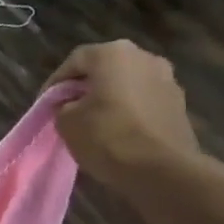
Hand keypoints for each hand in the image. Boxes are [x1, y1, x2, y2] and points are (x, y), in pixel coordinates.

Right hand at [46, 41, 201, 188]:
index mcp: (114, 53)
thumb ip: (63, 107)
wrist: (162, 170)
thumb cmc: (108, 138)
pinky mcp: (179, 104)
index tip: (45, 106)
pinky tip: (120, 134)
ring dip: (110, 100)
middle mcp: (144, 57)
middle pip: (105, 69)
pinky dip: (129, 113)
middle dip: (85, 89)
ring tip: (95, 125)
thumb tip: (71, 106)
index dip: (55, 84)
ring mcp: (167, 79)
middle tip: (69, 112)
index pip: (74, 61)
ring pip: (127, 85)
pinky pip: (144, 103)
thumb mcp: (67, 123)